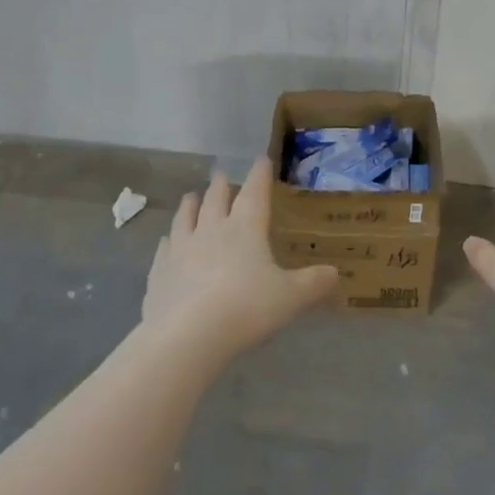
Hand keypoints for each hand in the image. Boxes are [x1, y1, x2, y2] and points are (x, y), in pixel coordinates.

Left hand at [141, 156, 337, 360]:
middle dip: (221, 185)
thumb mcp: (290, 298)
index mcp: (245, 228)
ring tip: (191, 196)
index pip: (255, 192)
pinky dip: (168, 241)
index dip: (259, 174)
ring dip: (190, 205)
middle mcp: (211, 230)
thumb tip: (335, 273)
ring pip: (185, 217)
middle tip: (221, 174)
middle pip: (215, 199)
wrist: (186, 336)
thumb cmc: (245, 308)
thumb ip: (313, 283)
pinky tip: (166, 242)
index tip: (261, 158)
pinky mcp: (159, 272)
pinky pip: (164, 249)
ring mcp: (181, 249)